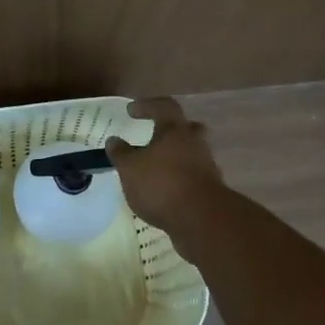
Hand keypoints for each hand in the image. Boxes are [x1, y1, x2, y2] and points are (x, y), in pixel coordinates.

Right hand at [105, 96, 230, 241]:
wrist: (202, 220)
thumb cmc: (162, 184)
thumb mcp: (130, 168)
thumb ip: (120, 153)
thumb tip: (113, 140)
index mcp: (175, 130)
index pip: (164, 106)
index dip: (147, 105)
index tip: (130, 111)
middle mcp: (195, 143)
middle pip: (186, 127)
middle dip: (169, 130)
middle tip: (154, 135)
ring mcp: (206, 166)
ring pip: (191, 152)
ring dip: (174, 156)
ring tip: (155, 168)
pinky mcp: (210, 189)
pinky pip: (193, 175)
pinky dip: (179, 178)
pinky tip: (165, 189)